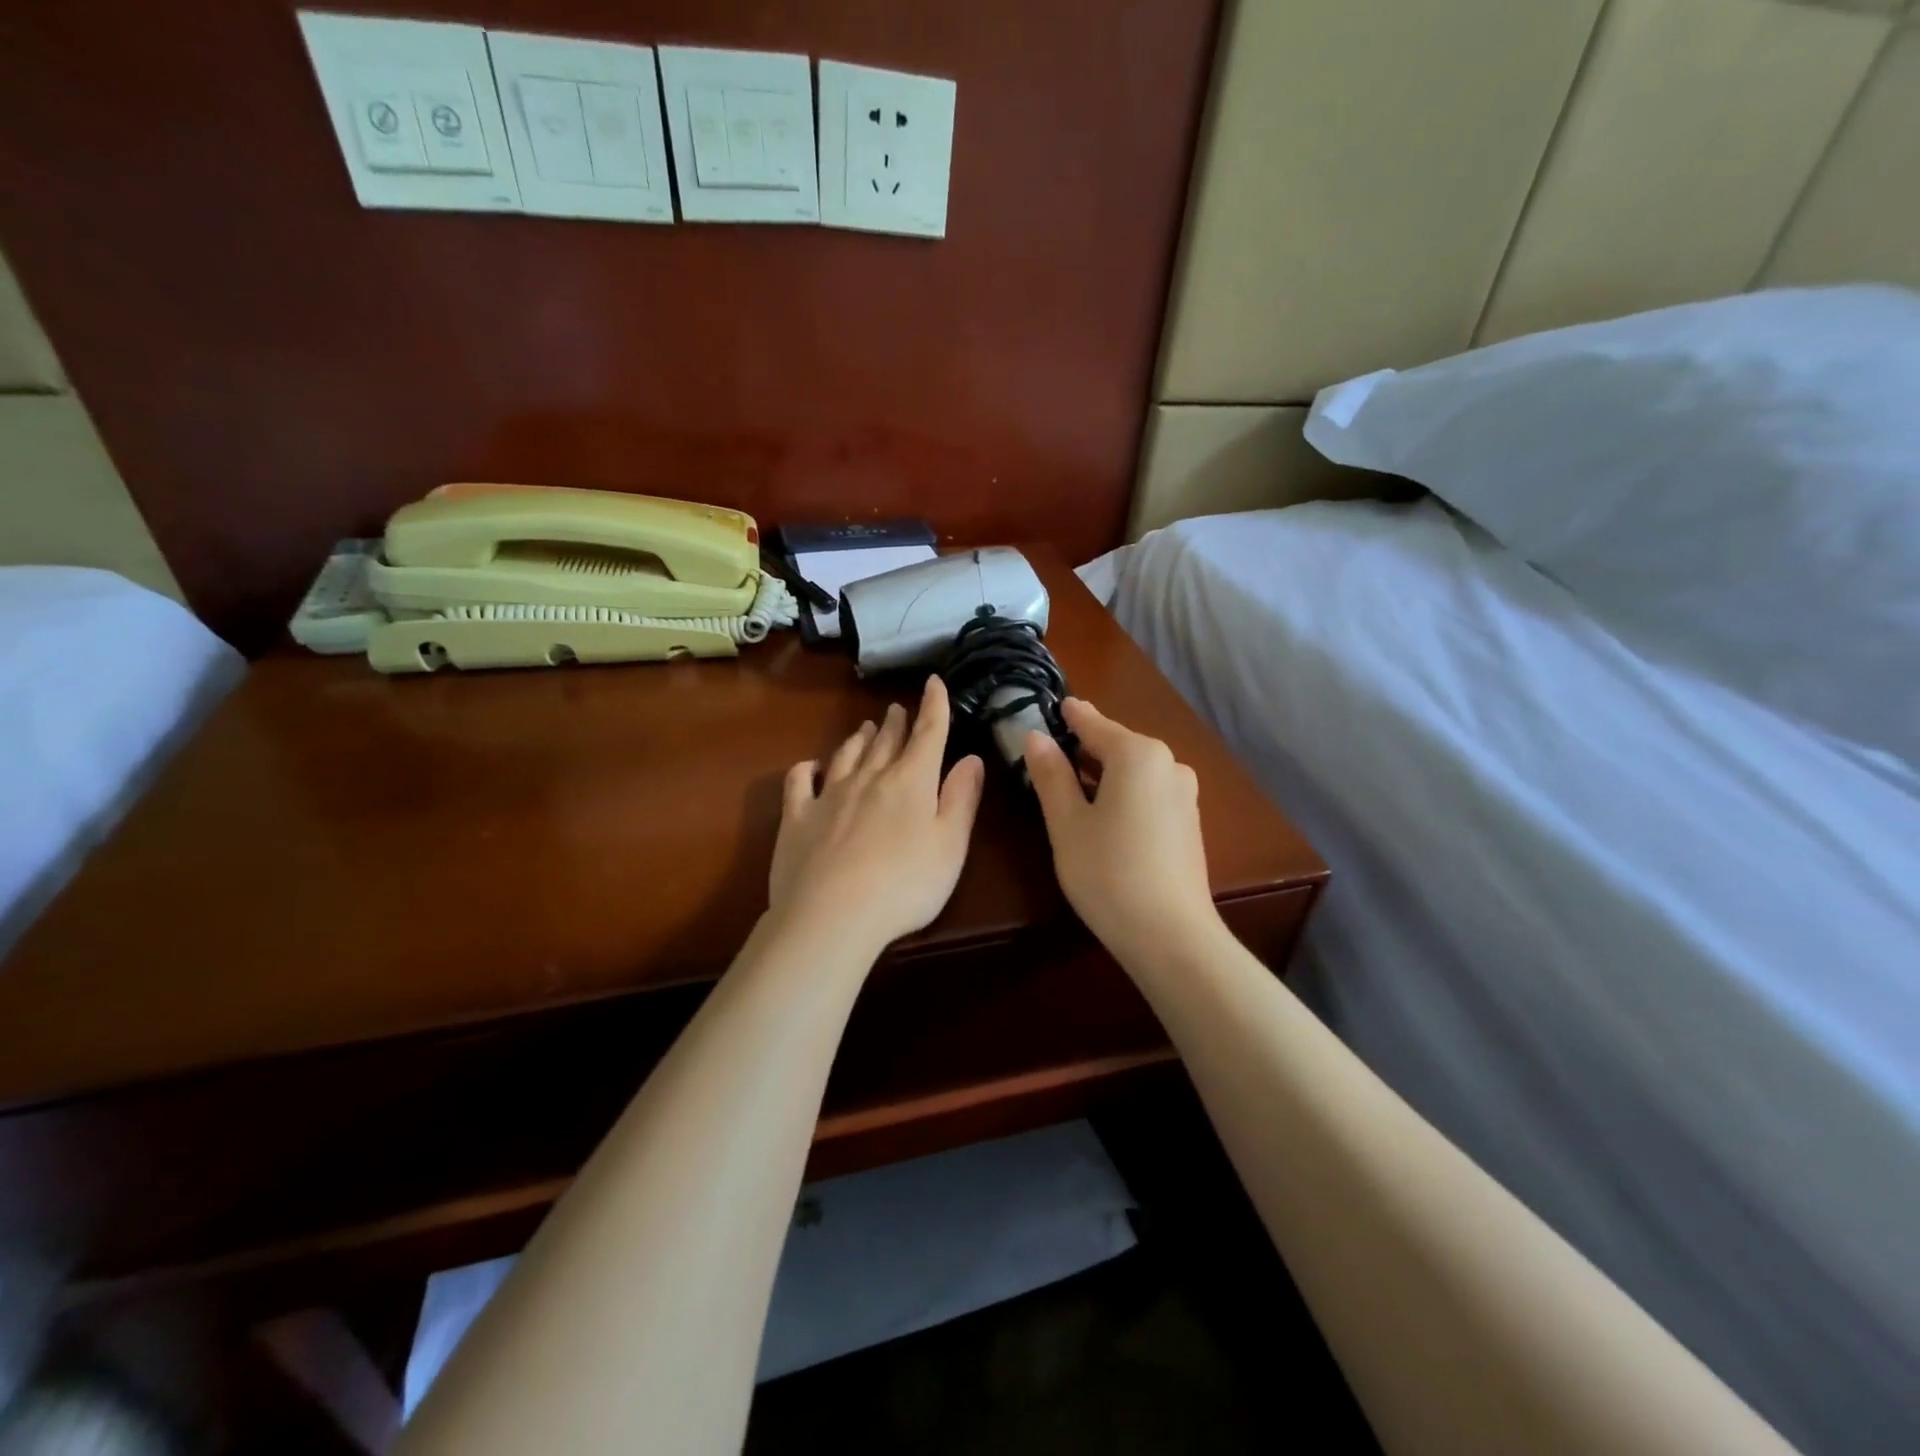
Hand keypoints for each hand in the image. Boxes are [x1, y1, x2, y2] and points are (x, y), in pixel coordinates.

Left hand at [769, 675, 985, 955]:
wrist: (832, 915)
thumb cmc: (905, 884)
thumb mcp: (950, 844)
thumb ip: (962, 798)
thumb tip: (971, 757)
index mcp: (911, 781)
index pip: (928, 733)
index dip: (934, 706)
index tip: (933, 681)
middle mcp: (869, 778)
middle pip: (885, 741)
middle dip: (895, 723)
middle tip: (897, 709)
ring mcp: (829, 796)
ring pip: (847, 755)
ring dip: (858, 738)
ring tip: (865, 727)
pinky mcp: (797, 818)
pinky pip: (800, 782)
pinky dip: (807, 769)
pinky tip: (811, 766)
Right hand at [1025, 699, 1219, 964]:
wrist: (1171, 936)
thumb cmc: (1108, 873)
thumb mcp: (1067, 823)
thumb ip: (1051, 774)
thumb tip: (1036, 737)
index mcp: (1138, 755)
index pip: (1093, 723)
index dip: (1068, 716)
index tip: (1050, 706)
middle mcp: (1169, 764)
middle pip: (1117, 746)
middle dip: (1084, 748)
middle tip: (1049, 755)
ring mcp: (1185, 794)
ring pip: (1134, 771)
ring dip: (1104, 773)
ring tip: (1072, 787)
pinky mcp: (1189, 822)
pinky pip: (1149, 793)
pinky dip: (1124, 793)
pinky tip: (1105, 816)